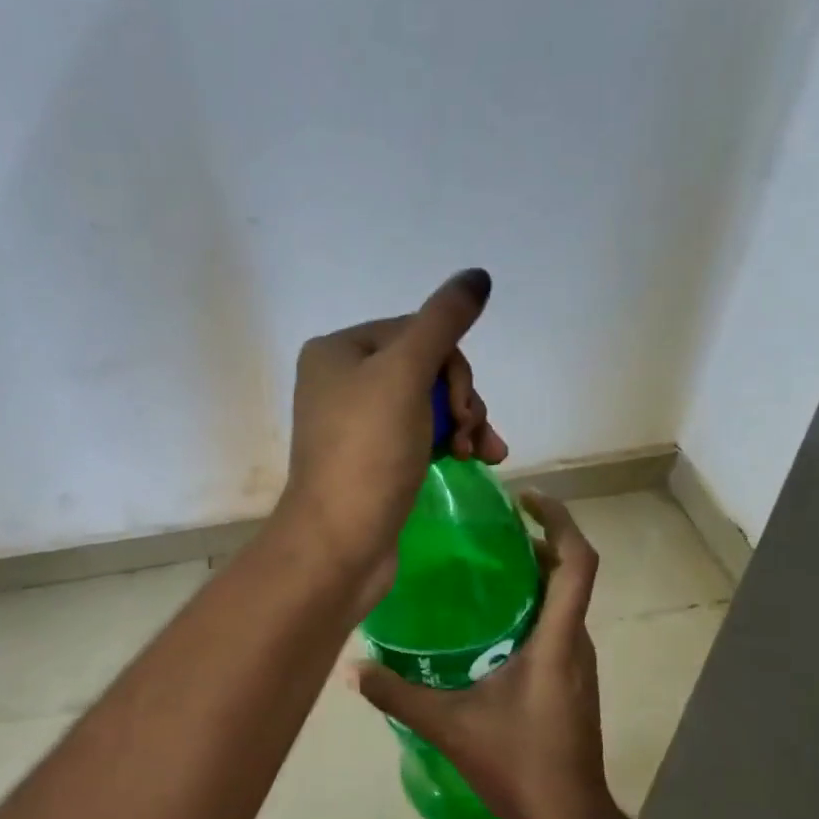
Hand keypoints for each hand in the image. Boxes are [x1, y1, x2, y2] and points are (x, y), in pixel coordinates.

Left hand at [275, 268, 506, 601]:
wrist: (340, 543)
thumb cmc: (368, 453)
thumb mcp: (406, 375)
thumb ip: (443, 322)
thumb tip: (477, 276)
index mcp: (338, 351)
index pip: (416, 331)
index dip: (452, 365)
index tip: (462, 406)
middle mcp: (341, 381)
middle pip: (425, 367)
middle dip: (460, 398)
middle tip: (468, 432)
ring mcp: (356, 424)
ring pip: (429, 403)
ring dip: (464, 422)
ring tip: (480, 453)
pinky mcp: (372, 461)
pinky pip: (421, 435)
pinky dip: (449, 443)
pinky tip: (476, 459)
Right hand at [350, 492, 624, 818]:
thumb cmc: (519, 766)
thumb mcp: (450, 727)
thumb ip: (398, 696)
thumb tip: (352, 669)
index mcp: (557, 641)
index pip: (577, 562)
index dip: (560, 521)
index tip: (529, 498)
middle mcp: (576, 643)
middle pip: (571, 574)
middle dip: (540, 540)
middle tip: (492, 527)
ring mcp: (578, 665)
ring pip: (565, 602)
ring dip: (537, 574)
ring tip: (487, 565)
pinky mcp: (573, 683)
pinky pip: (558, 626)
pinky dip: (534, 607)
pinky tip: (492, 625)